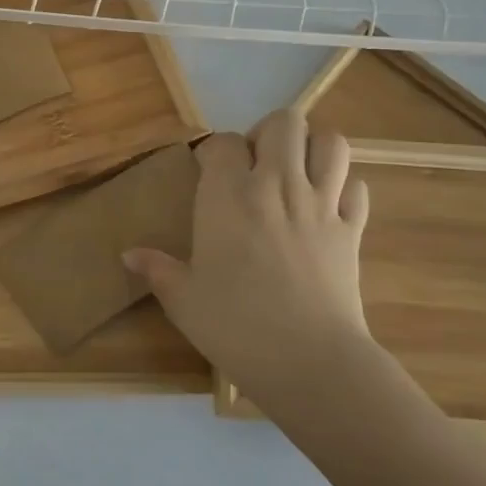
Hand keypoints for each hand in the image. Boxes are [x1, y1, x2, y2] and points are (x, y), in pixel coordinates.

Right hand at [123, 105, 371, 397]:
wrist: (309, 362)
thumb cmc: (235, 325)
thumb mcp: (183, 299)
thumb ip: (156, 268)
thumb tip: (128, 254)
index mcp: (228, 194)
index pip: (223, 142)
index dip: (213, 151)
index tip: (207, 171)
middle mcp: (277, 184)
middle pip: (284, 123)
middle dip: (267, 134)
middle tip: (255, 165)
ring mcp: (321, 204)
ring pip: (330, 142)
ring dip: (312, 149)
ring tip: (296, 173)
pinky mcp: (353, 230)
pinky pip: (357, 188)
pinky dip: (344, 188)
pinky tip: (327, 206)